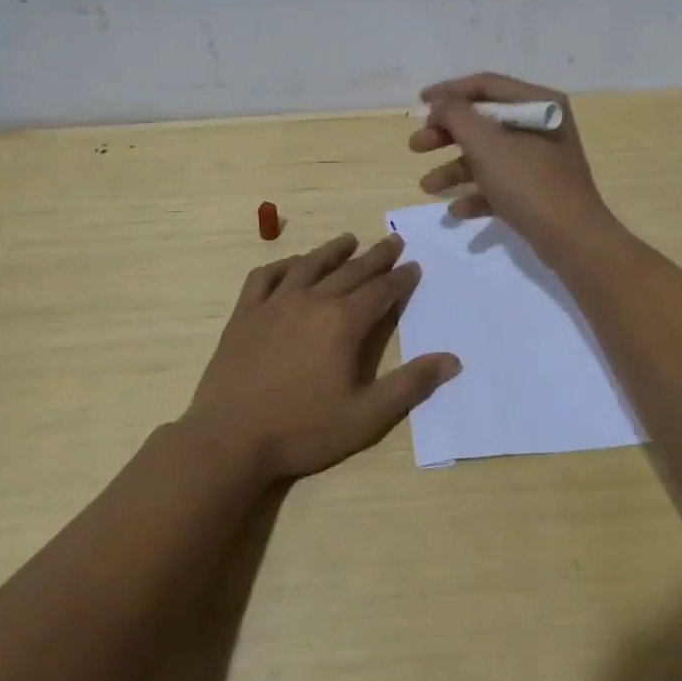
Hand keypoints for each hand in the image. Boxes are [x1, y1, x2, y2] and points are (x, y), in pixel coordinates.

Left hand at [183, 232, 460, 482]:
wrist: (229, 440)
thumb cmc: (302, 430)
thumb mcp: (366, 417)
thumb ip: (410, 385)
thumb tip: (452, 360)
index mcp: (342, 322)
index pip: (380, 290)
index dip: (400, 278)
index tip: (413, 265)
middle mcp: (311, 300)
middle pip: (350, 271)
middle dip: (376, 256)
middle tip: (393, 241)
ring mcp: (274, 303)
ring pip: (310, 265)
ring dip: (333, 250)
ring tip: (350, 240)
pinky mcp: (245, 313)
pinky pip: (266, 276)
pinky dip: (283, 265)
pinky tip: (292, 265)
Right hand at [409, 71, 619, 260]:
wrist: (573, 240)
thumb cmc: (529, 183)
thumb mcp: (486, 144)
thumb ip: (457, 116)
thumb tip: (441, 105)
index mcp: (538, 103)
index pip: (486, 85)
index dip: (449, 91)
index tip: (419, 103)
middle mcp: (540, 125)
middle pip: (483, 121)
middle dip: (446, 135)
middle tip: (416, 146)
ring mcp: (540, 159)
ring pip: (488, 155)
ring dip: (454, 169)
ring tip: (426, 187)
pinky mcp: (537, 190)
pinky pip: (500, 183)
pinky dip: (476, 193)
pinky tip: (456, 210)